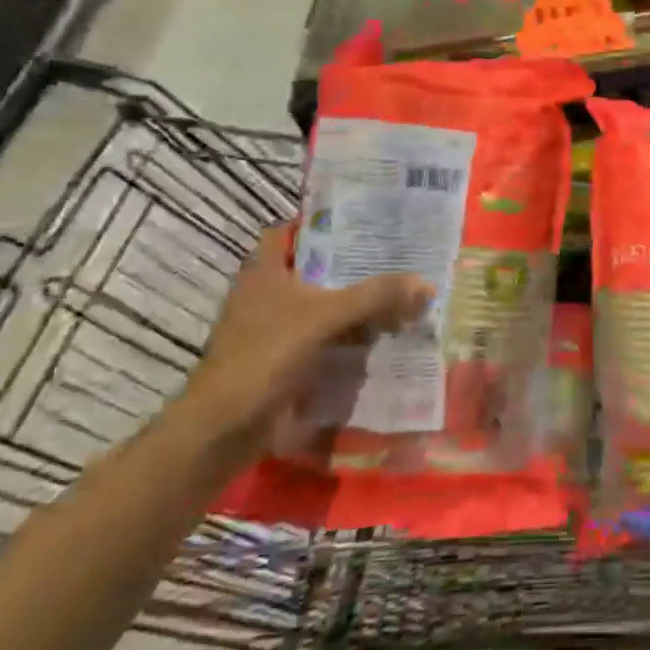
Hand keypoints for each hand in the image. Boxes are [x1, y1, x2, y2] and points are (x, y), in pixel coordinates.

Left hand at [181, 225, 431, 465]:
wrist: (223, 430)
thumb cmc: (265, 357)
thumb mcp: (325, 317)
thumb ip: (375, 296)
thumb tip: (427, 283)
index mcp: (265, 271)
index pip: (291, 230)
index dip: (324, 221)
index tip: (365, 219)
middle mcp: (268, 294)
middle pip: (316, 268)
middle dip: (355, 265)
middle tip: (400, 256)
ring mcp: (275, 329)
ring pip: (324, 305)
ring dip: (357, 304)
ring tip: (402, 293)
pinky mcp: (285, 360)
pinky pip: (325, 339)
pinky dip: (351, 337)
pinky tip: (384, 336)